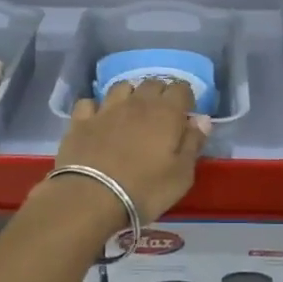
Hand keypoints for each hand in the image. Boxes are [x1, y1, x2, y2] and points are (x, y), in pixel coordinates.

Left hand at [51, 79, 209, 223]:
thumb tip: (201, 119)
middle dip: (160, 94)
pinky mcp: (81, 120)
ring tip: (131, 111)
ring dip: (130, 95)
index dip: (186, 98)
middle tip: (162, 115)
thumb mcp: (181, 175)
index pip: (181, 88)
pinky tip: (98, 119)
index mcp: (166, 113)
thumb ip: (193, 143)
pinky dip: (97, 107)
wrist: (90, 198)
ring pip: (121, 86)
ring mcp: (106, 109)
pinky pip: (90, 103)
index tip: (186, 114)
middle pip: (152, 83)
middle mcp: (136, 102)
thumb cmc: (144, 190)